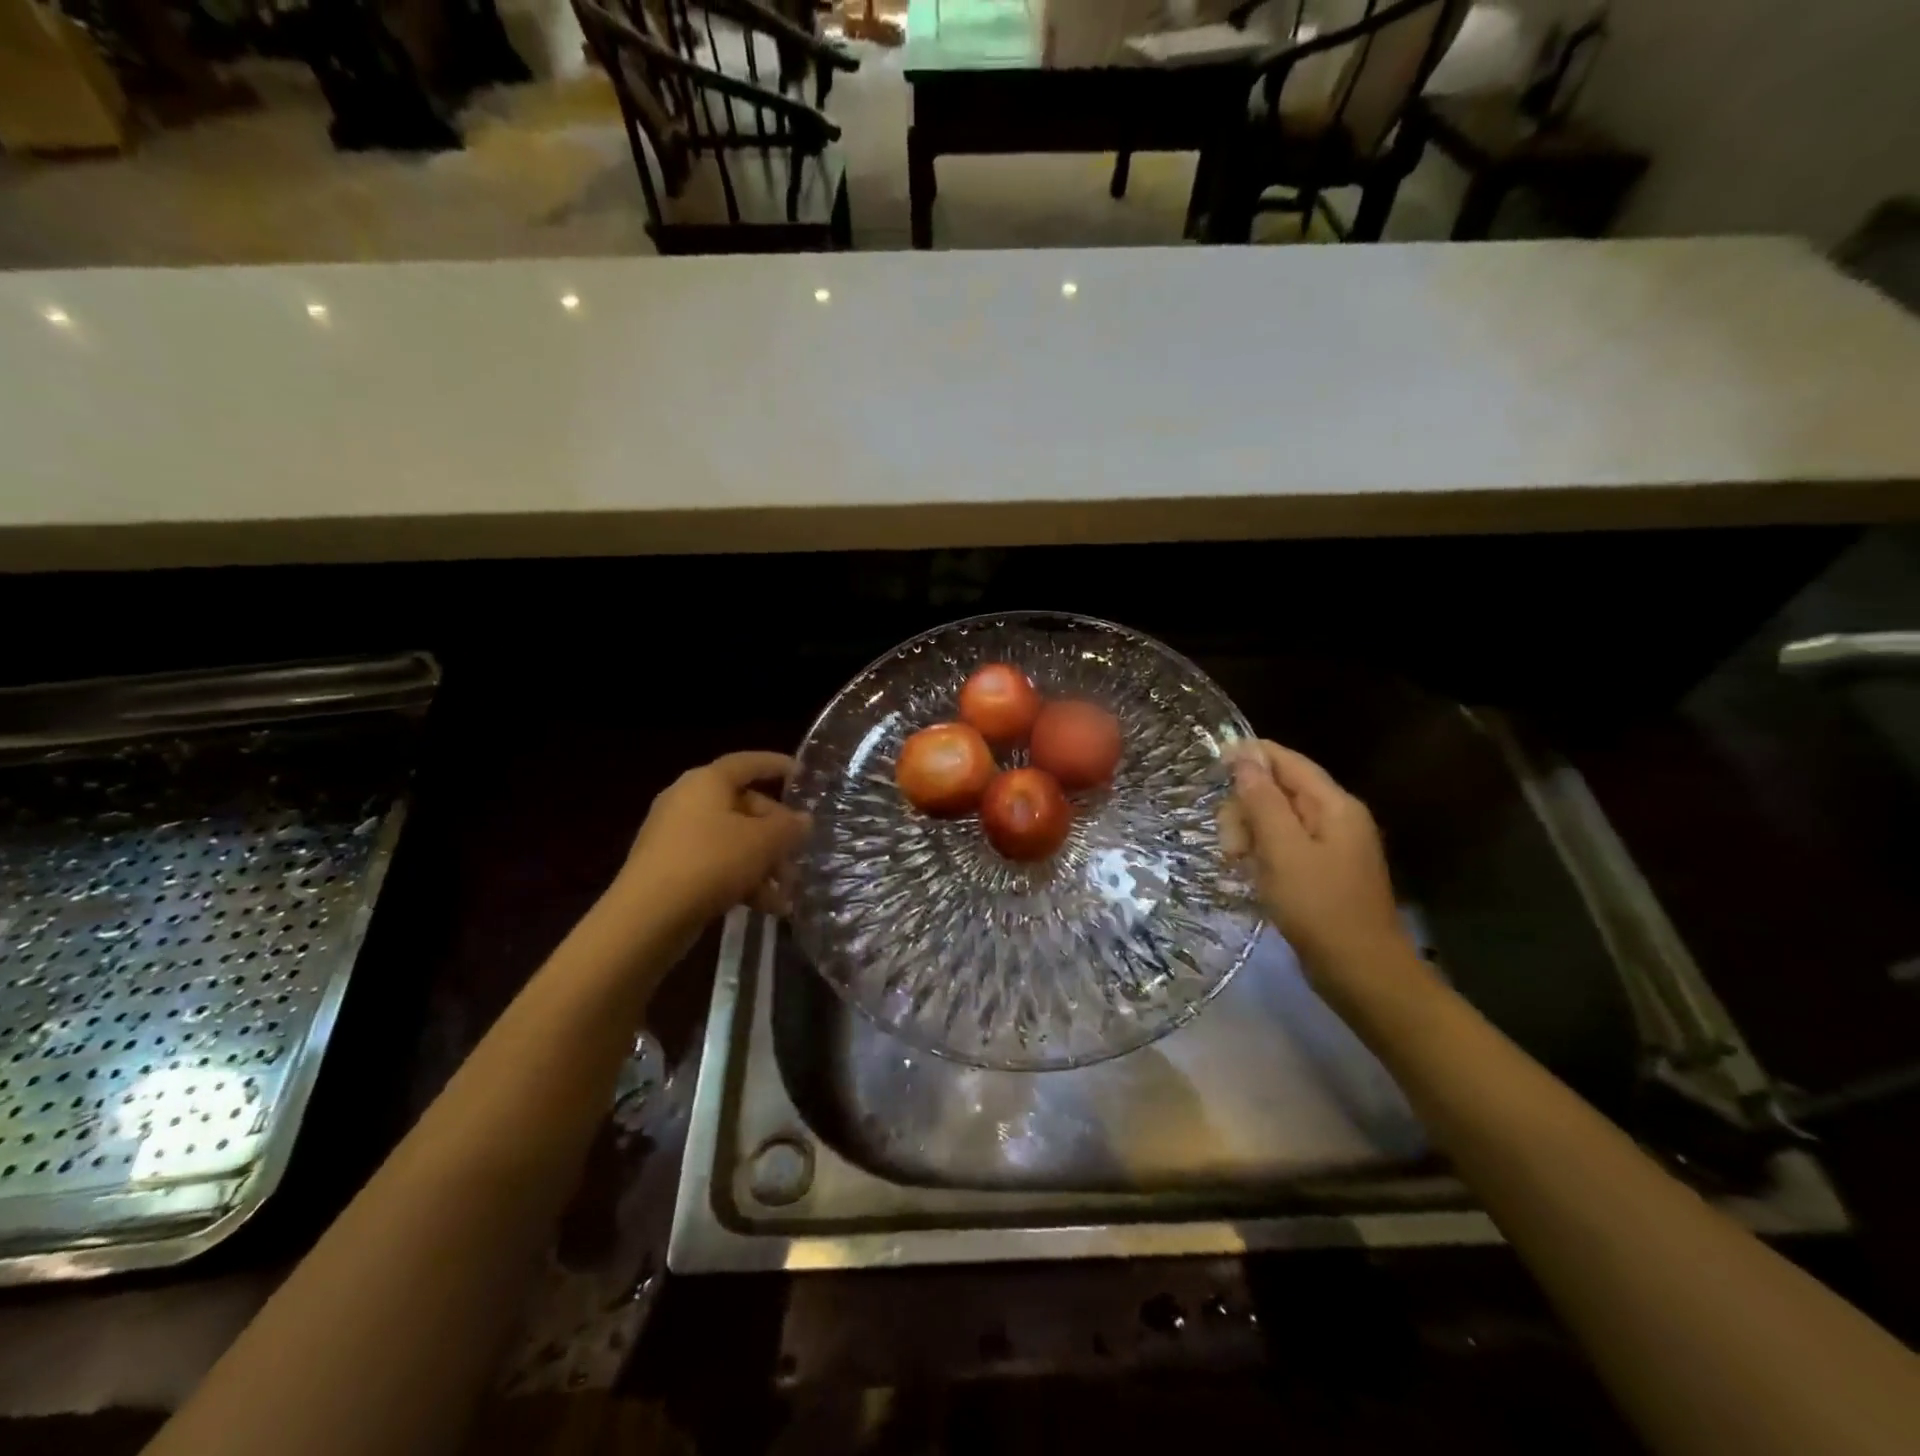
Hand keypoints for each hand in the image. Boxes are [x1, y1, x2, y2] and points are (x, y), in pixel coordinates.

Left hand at [619, 751, 810, 929]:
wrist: (647, 917)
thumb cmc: (710, 862)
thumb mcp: (762, 842)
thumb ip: (789, 828)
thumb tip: (803, 820)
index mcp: (707, 782)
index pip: (748, 763)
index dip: (777, 765)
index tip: (803, 775)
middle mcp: (687, 801)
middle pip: (744, 806)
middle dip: (776, 832)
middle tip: (799, 853)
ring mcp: (675, 836)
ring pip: (732, 840)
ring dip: (763, 862)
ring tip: (787, 891)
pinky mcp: (669, 868)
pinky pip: (715, 864)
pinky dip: (741, 879)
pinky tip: (767, 907)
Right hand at [1219, 739, 1412, 989]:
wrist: (1362, 973)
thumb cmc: (1320, 907)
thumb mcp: (1283, 849)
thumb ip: (1262, 800)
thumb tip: (1244, 755)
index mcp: (1334, 805)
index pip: (1286, 760)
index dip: (1249, 757)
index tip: (1211, 770)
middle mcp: (1335, 817)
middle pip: (1278, 790)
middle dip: (1245, 809)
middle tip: (1231, 846)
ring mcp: (1330, 846)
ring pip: (1275, 820)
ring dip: (1249, 835)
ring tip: (1237, 865)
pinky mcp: (1321, 872)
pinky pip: (1283, 846)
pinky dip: (1262, 855)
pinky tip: (1250, 875)